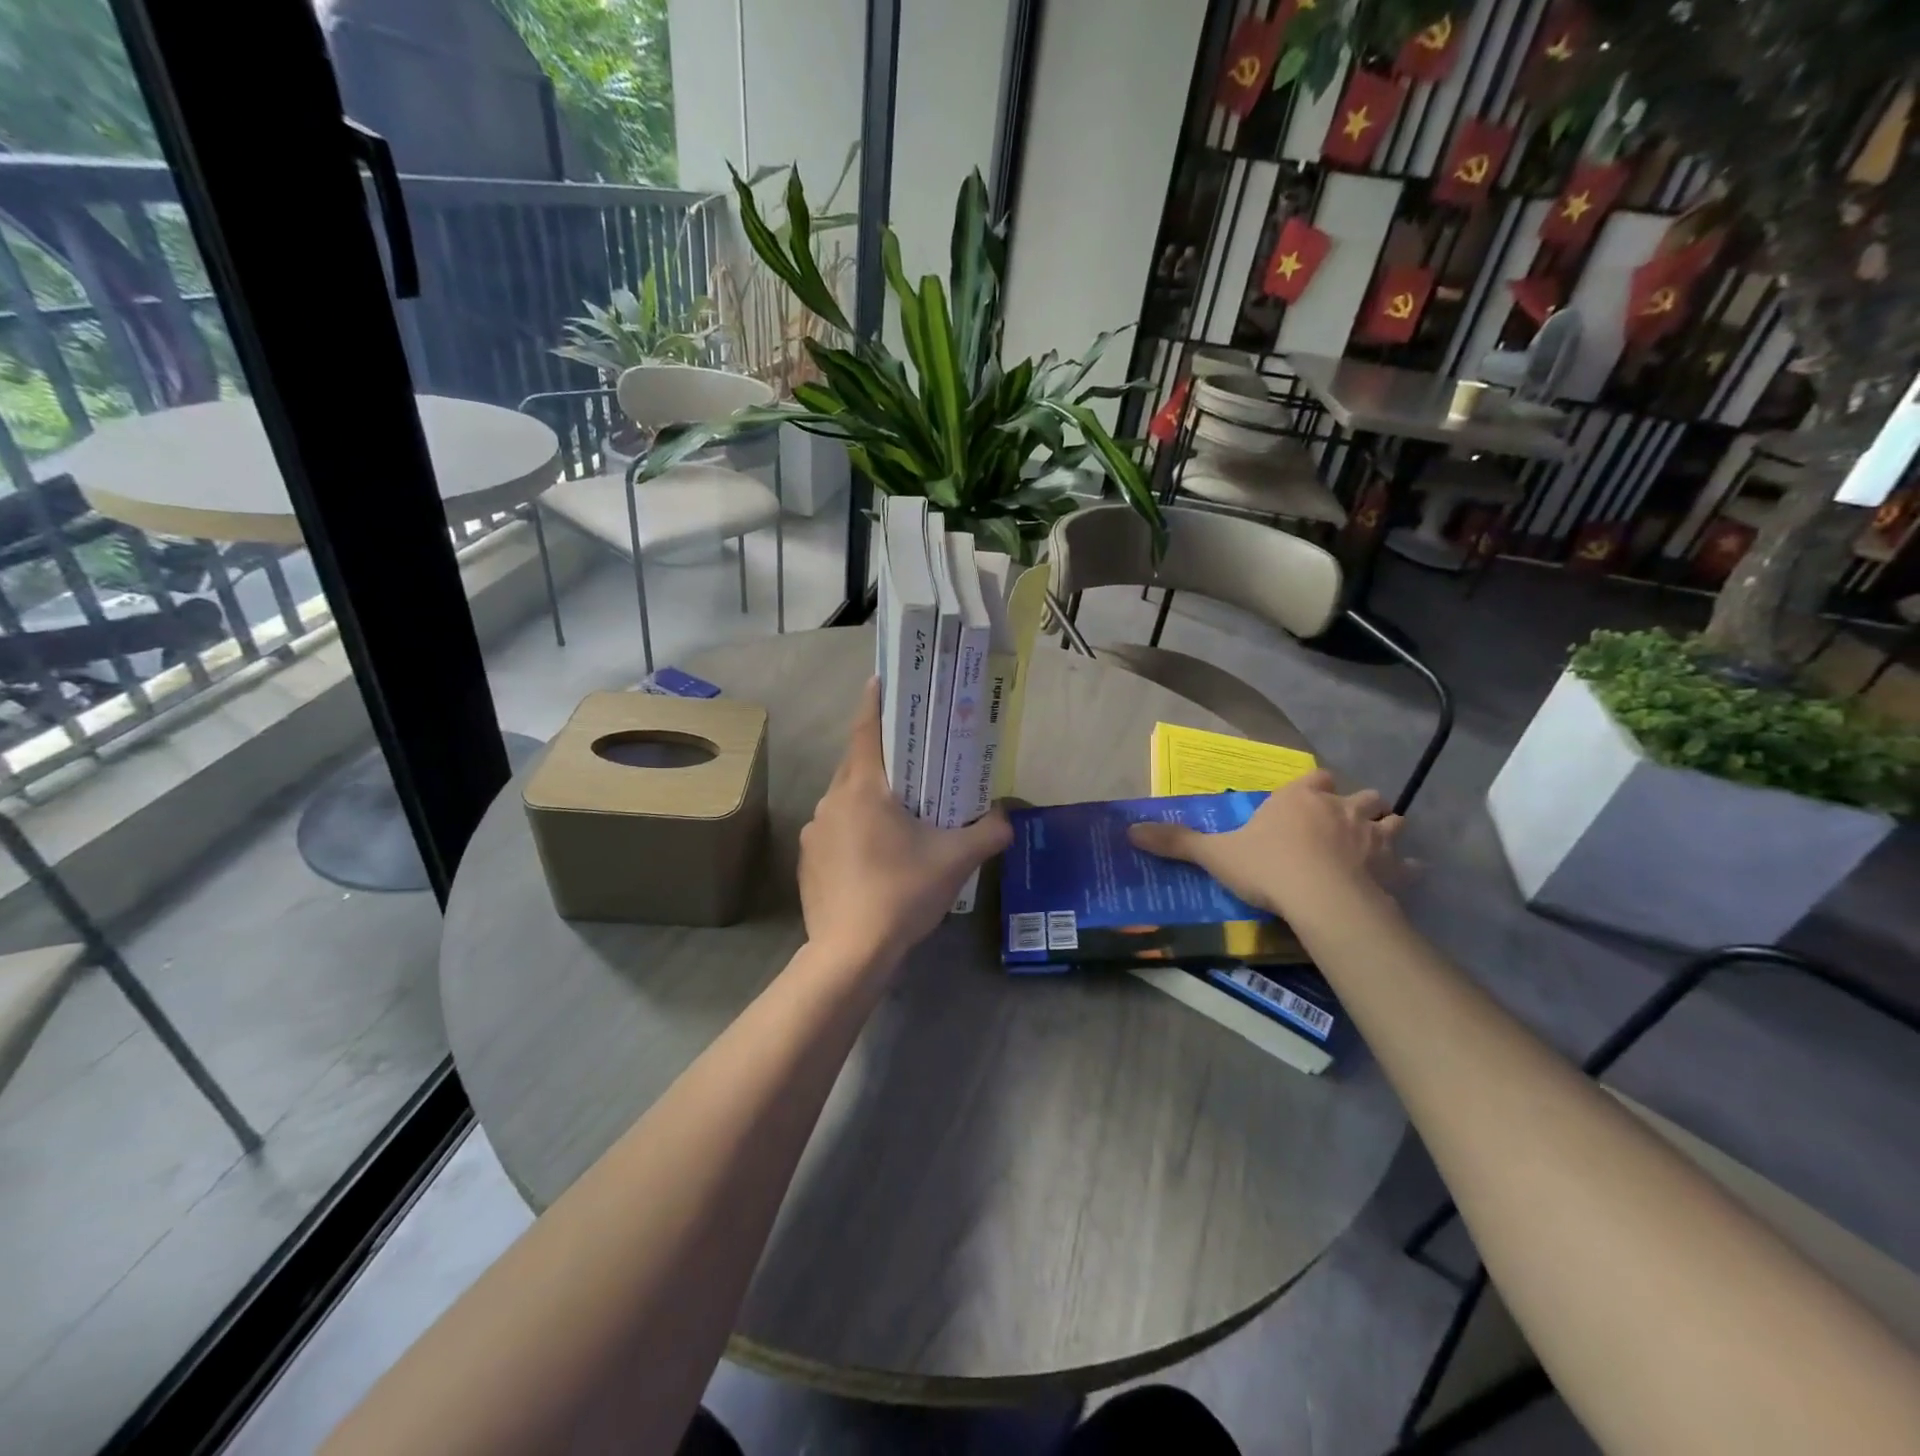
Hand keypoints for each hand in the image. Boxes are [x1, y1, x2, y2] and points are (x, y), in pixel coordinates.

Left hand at [799, 678, 1011, 970]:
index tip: (879, 680)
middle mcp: (832, 801)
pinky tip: (875, 855)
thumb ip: (987, 833)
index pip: (866, 731)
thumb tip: (1007, 819)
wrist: (849, 952)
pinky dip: (854, 829)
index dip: (874, 702)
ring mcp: (814, 832)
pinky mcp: (808, 860)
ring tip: (898, 810)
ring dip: (868, 796)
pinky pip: (834, 831)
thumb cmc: (902, 892)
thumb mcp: (955, 861)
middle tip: (908, 753)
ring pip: (844, 800)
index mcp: (863, 789)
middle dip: (880, 754)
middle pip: (856, 764)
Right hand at [1126, 770, 1403, 919]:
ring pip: (1392, 822)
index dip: (1314, 789)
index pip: (1315, 779)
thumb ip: (1177, 842)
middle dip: (1356, 806)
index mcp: (1300, 797)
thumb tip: (1130, 830)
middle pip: (1361, 795)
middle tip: (1342, 825)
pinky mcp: (1395, 868)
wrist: (1322, 899)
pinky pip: (1409, 865)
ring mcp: (1374, 836)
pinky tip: (1398, 880)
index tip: (1308, 801)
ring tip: (1374, 848)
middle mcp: (1342, 808)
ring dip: (1385, 831)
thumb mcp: (1216, 855)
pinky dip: (1405, 870)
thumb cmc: (1268, 867)